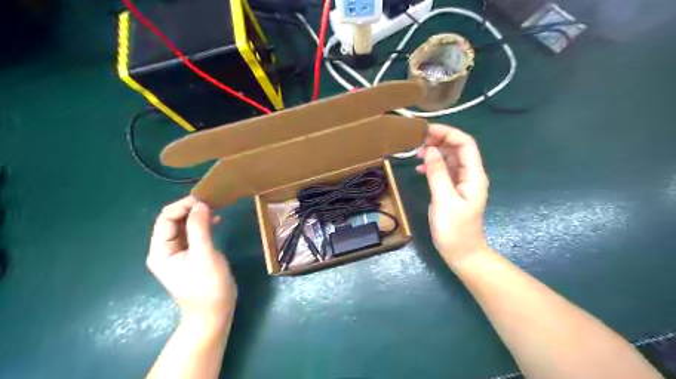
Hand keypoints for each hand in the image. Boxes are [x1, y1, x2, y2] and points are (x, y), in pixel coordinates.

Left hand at [149, 197, 236, 323]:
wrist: (214, 312)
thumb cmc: (207, 287)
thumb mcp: (204, 256)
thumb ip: (199, 229)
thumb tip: (200, 204)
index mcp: (161, 251)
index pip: (166, 219)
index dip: (183, 206)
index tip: (204, 200)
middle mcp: (165, 249)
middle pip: (173, 220)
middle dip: (191, 209)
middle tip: (212, 202)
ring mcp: (178, 252)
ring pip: (184, 225)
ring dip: (198, 215)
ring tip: (215, 209)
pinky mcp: (191, 254)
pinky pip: (193, 233)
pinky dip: (203, 224)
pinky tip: (216, 221)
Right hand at [415, 124, 489, 265]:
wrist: (461, 253)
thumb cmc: (454, 230)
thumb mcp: (444, 200)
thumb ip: (438, 173)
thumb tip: (429, 150)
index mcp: (473, 175)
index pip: (465, 144)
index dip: (448, 133)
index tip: (426, 131)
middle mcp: (470, 175)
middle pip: (458, 148)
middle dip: (439, 140)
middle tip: (418, 140)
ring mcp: (462, 183)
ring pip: (450, 158)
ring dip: (435, 152)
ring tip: (416, 152)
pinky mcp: (453, 190)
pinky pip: (444, 171)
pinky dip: (433, 166)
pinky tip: (419, 169)